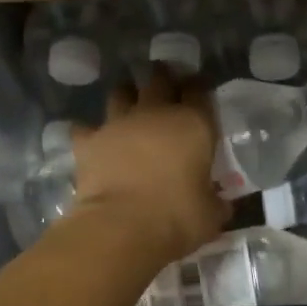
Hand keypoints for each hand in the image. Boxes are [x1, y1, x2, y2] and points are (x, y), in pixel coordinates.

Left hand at [69, 69, 228, 268]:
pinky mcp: (88, 141)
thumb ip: (215, 202)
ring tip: (130, 107)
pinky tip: (94, 141)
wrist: (122, 227)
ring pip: (121, 93)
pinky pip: (86, 128)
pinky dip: (90, 132)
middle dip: (163, 78)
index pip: (199, 91)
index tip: (199, 93)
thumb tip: (220, 204)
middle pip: (159, 79)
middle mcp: (155, 113)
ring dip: (126, 97)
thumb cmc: (178, 218)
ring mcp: (118, 123)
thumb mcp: (211, 215)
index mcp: (193, 124)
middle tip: (165, 87)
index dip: (199, 88)